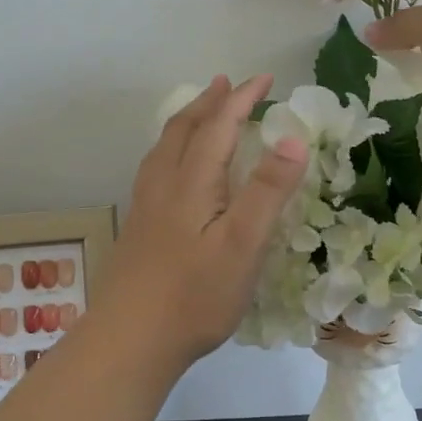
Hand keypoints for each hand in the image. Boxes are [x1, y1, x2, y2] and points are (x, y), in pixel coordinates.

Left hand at [94, 75, 308, 373]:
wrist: (130, 341)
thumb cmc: (195, 295)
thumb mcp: (243, 244)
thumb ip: (268, 191)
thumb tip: (292, 137)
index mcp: (192, 182)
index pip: (219, 126)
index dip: (242, 98)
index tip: (265, 79)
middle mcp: (164, 185)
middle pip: (184, 129)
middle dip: (210, 102)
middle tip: (228, 84)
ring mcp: (146, 207)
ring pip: (165, 148)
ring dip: (188, 122)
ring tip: (202, 113)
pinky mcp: (139, 229)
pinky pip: (157, 168)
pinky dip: (174, 149)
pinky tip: (176, 170)